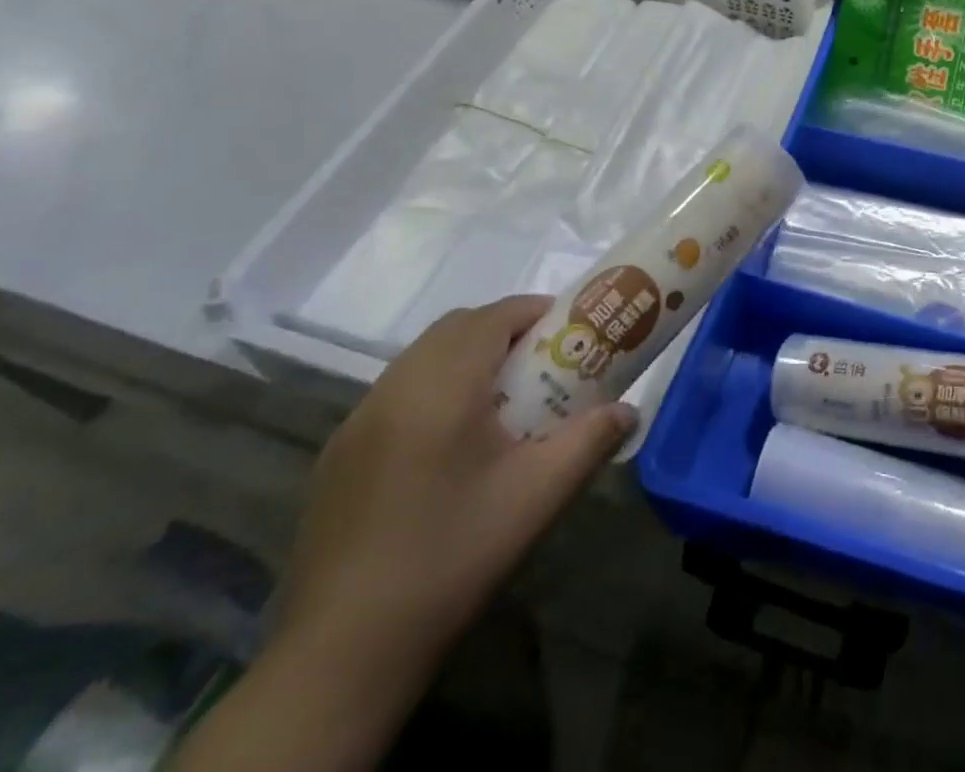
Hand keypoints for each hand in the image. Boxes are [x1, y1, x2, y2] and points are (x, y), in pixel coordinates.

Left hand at [275, 296, 633, 691]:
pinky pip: (395, 392)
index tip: (569, 331)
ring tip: (502, 399)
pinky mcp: (337, 455)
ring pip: (421, 357)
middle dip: (503, 329)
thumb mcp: (538, 497)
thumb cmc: (452, 558)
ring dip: (465, 357)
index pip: (492, 317)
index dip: (534, 311)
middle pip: (454, 328)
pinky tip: (450, 442)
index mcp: (441, 388)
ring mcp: (356, 422)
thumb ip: (590, 441)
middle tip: (542, 362)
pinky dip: (432, 387)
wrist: (343, 653)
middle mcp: (393, 389)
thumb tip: (627, 412)